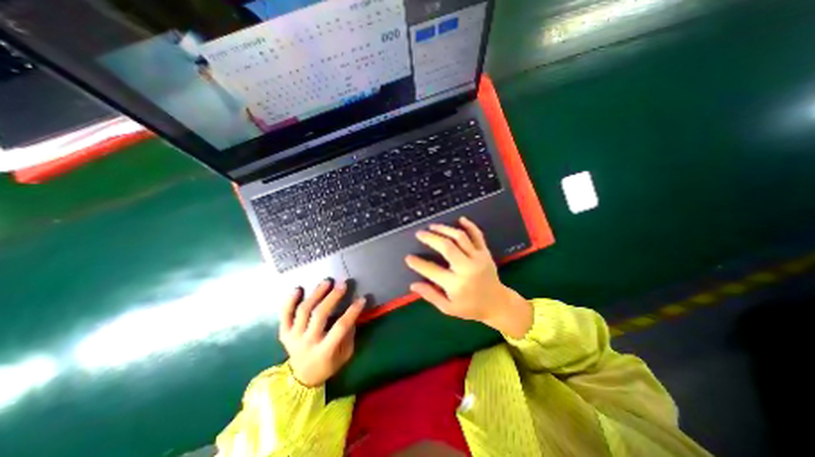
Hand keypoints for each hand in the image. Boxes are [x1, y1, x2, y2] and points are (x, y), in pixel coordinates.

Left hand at [283, 280, 367, 387]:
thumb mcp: (345, 355)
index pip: (340, 327)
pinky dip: (289, 301)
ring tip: (327, 282)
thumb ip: (349, 335)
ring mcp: (293, 337)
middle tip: (342, 284)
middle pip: (319, 315)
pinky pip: (284, 315)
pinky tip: (298, 289)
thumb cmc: (328, 365)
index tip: (362, 299)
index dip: (352, 312)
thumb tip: (352, 314)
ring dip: (316, 294)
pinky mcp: (284, 333)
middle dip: (332, 297)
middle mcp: (307, 342)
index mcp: (324, 351)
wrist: (302, 378)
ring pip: (303, 311)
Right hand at [404, 217, 532, 339]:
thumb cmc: (471, 308)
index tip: (408, 258)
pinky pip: (478, 235)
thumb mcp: (449, 308)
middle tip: (419, 234)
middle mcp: (467, 268)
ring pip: (460, 237)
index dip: (418, 263)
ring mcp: (478, 258)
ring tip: (433, 226)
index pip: (432, 270)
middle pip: (447, 247)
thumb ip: (431, 295)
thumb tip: (413, 285)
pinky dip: (470, 225)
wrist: (498, 304)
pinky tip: (460, 219)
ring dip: (445, 229)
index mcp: (456, 284)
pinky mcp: (485, 253)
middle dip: (431, 238)